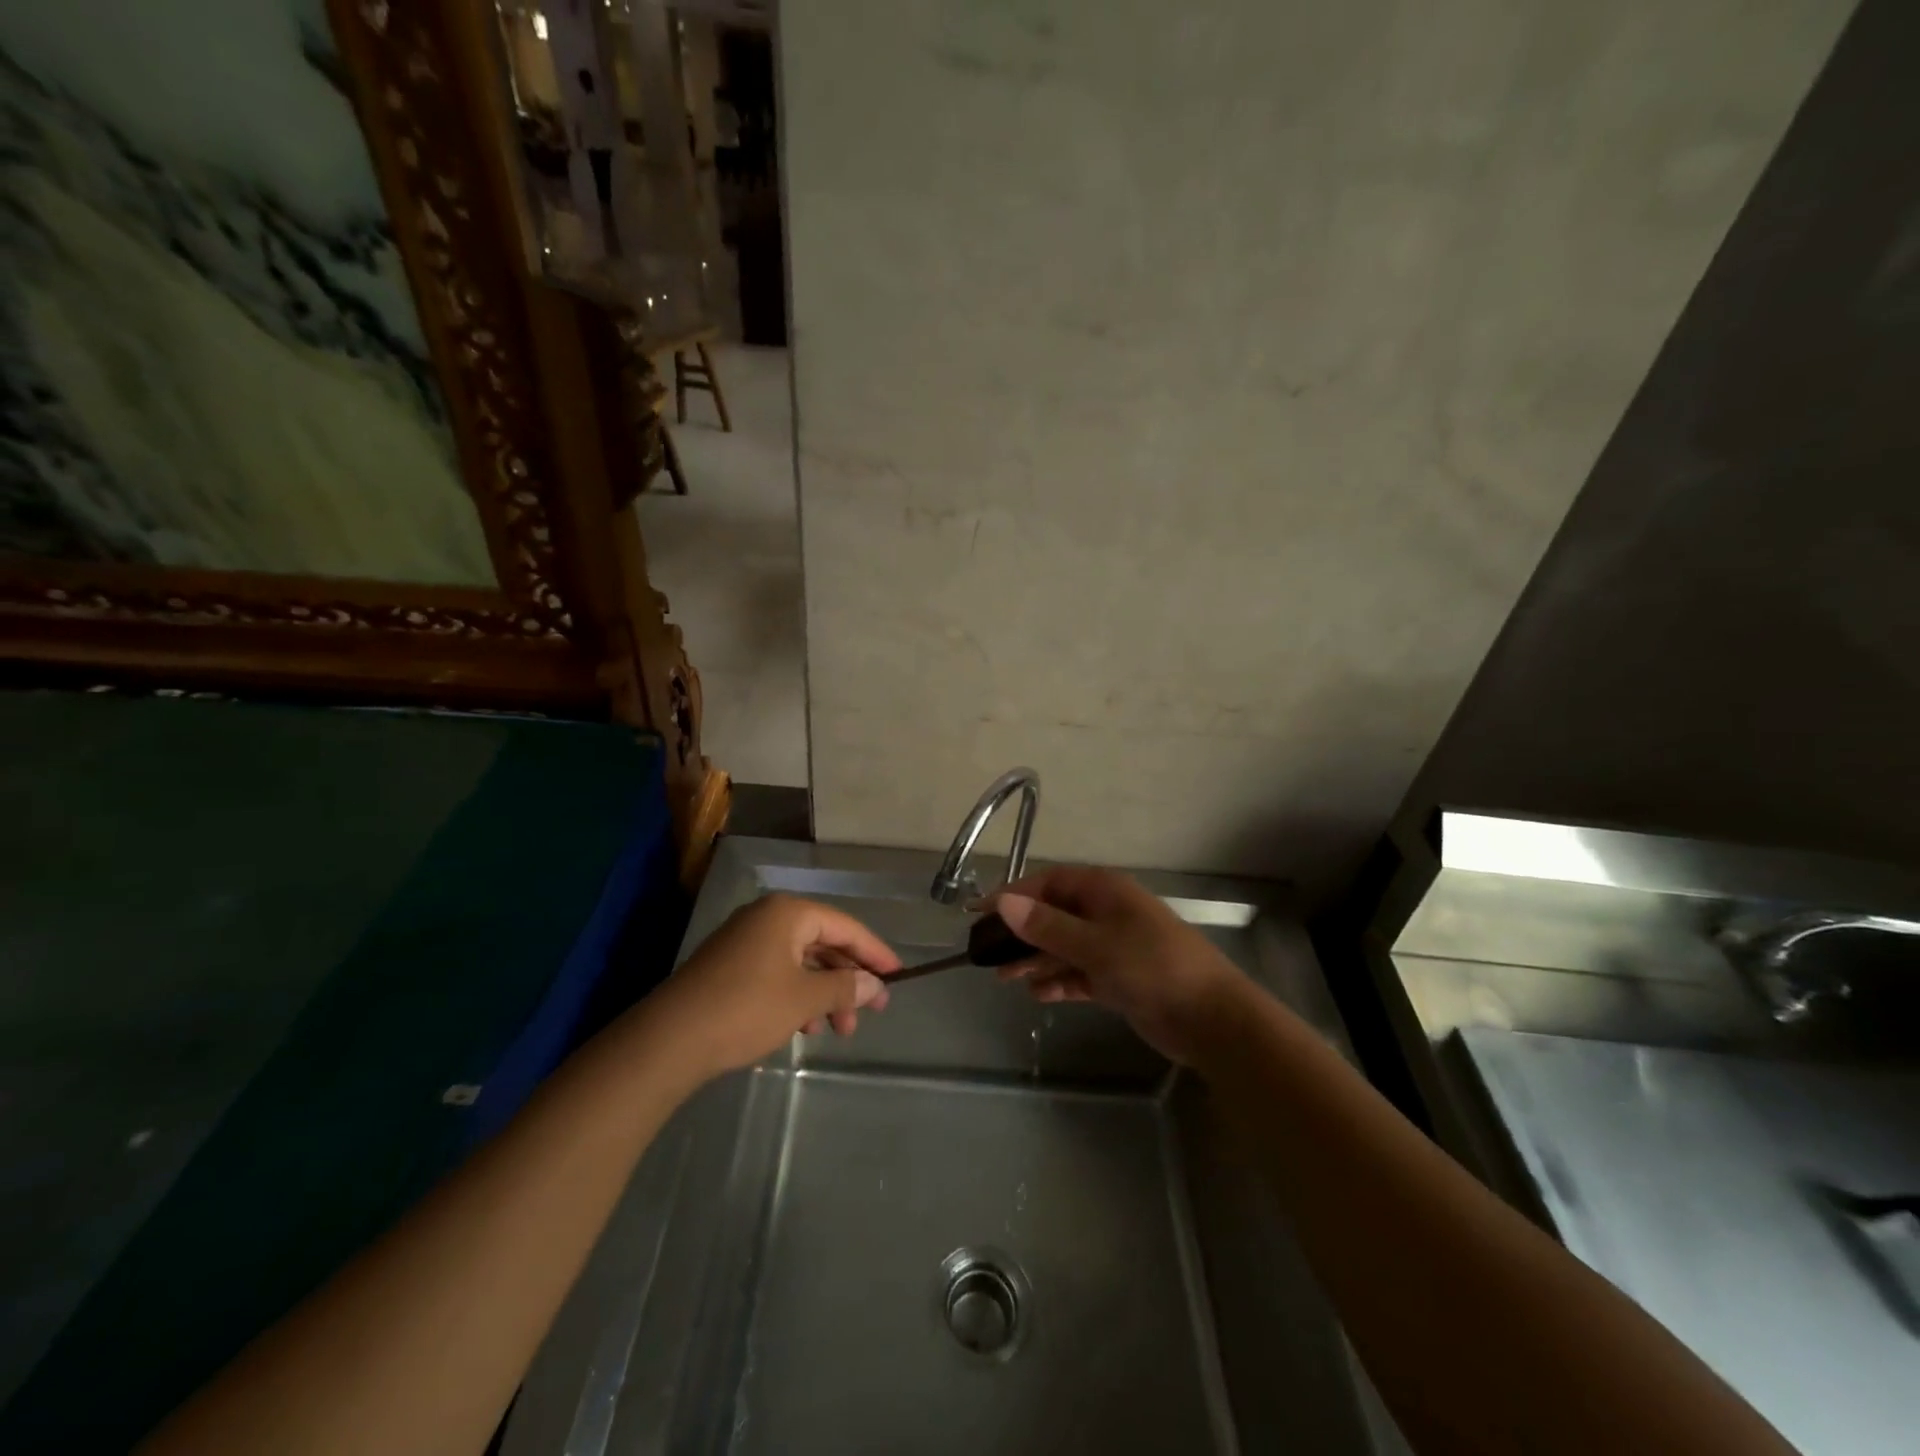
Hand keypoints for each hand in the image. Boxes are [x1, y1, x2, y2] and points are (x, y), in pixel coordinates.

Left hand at [650, 894, 900, 1077]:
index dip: (875, 952)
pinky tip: (804, 1027)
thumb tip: (874, 985)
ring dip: (824, 994)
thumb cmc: (746, 1009)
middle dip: (847, 980)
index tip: (898, 976)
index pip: (845, 926)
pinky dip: (797, 996)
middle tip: (869, 1014)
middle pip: (824, 944)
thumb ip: (845, 987)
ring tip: (836, 1031)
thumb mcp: (805, 999)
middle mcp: (767, 918)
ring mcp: (745, 941)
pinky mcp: (730, 967)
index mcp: (788, 913)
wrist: (669, 1040)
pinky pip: (778, 973)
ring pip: (801, 963)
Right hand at [989, 867, 1250, 1064]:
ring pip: (1064, 946)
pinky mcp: (1120, 978)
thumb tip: (1002, 902)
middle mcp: (1107, 912)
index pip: (1049, 883)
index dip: (1013, 896)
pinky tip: (1039, 995)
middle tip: (988, 954)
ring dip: (1036, 960)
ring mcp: (1114, 946)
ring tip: (1005, 979)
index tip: (980, 914)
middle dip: (1022, 933)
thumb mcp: (1094, 945)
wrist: (1211, 1018)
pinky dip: (1060, 981)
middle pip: (1054, 915)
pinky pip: (1080, 973)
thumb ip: (1047, 926)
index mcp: (1104, 891)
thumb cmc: (1151, 967)